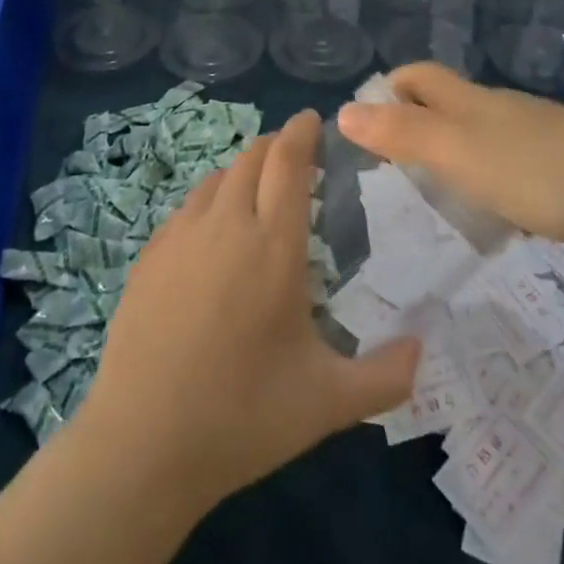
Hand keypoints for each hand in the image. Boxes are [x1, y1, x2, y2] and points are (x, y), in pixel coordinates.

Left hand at [79, 109, 421, 509]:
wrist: (140, 445)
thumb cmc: (242, 417)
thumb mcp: (326, 404)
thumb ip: (385, 377)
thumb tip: (423, 349)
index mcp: (274, 245)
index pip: (288, 162)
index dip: (301, 132)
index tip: (313, 118)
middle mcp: (227, 225)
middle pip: (252, 158)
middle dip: (276, 146)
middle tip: (294, 157)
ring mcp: (181, 236)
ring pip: (217, 178)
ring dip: (242, 171)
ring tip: (256, 192)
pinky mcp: (149, 255)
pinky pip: (187, 207)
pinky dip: (210, 201)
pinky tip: (212, 233)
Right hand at [338, 62, 563, 241]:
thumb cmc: (532, 166)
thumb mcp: (455, 151)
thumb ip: (401, 134)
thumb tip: (343, 111)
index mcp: (465, 100)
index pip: (416, 76)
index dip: (388, 88)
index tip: (365, 125)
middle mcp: (493, 107)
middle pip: (444, 100)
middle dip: (414, 120)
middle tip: (389, 168)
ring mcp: (528, 132)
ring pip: (475, 131)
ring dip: (448, 152)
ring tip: (432, 195)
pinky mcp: (556, 160)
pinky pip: (505, 159)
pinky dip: (484, 175)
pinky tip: (490, 211)